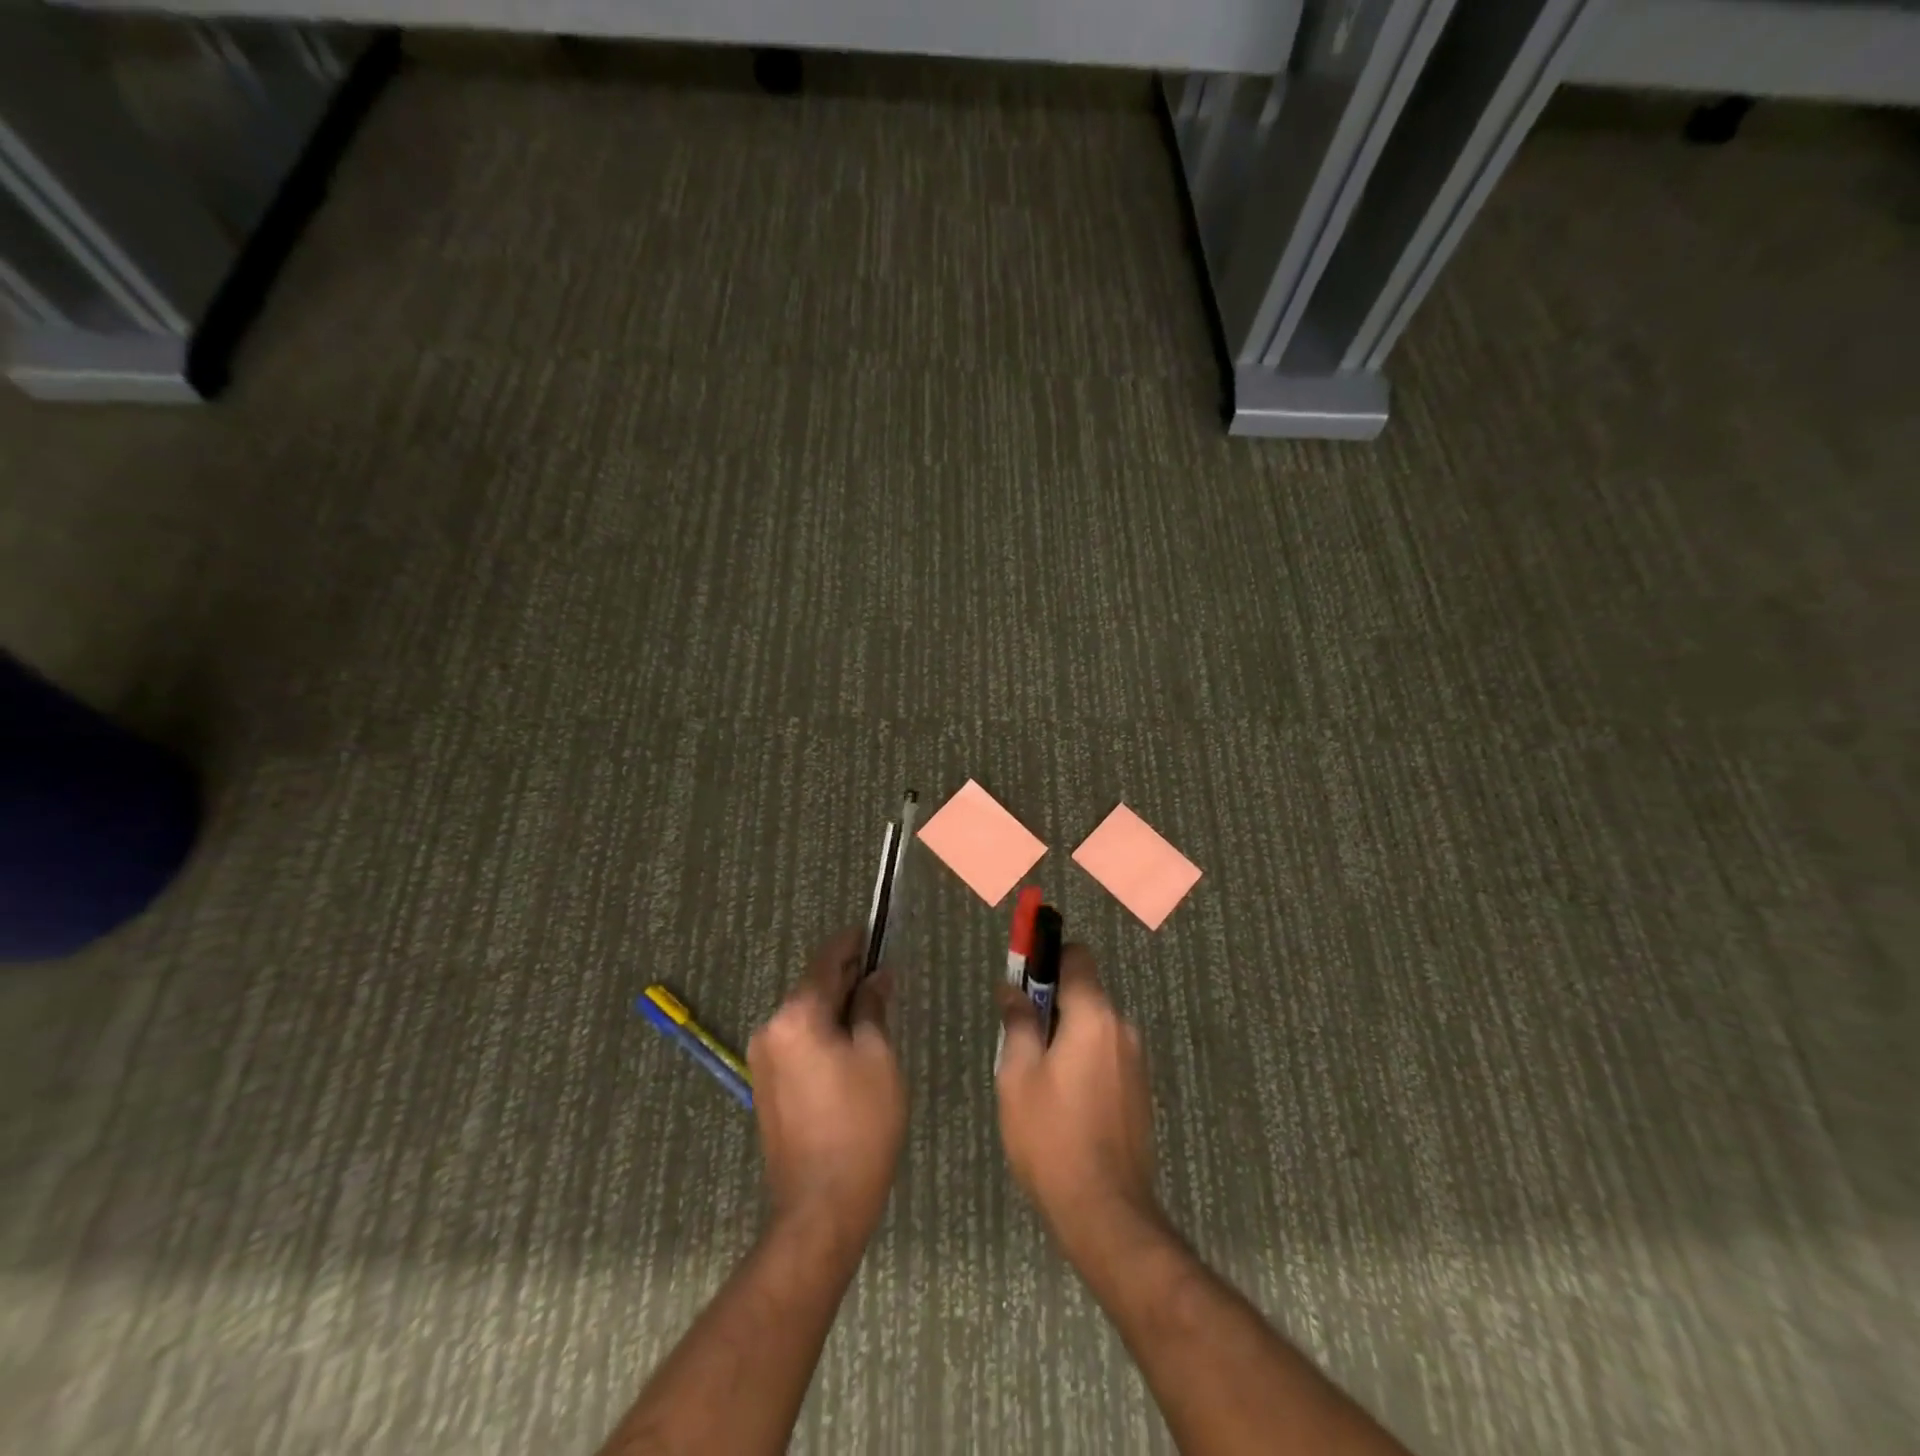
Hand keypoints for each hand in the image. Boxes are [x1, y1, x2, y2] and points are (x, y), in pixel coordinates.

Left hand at [748, 928, 906, 1255]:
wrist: (820, 1206)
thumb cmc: (860, 1125)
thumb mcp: (878, 1057)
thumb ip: (873, 1007)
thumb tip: (877, 977)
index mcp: (796, 1016)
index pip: (826, 961)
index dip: (852, 943)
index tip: (873, 931)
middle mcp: (771, 1028)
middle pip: (813, 987)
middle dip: (847, 977)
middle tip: (883, 974)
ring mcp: (763, 1059)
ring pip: (805, 1015)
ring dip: (836, 1006)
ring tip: (873, 1009)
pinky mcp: (766, 1085)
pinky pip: (797, 1041)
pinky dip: (822, 1032)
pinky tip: (850, 1043)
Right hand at [995, 946, 1162, 1260]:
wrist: (1106, 1212)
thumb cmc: (1051, 1137)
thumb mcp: (1017, 1076)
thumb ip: (1017, 1024)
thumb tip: (1012, 990)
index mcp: (1093, 1016)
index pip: (1077, 957)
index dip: (1048, 957)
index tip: (1023, 978)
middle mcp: (1122, 1028)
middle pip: (1085, 992)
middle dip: (1052, 1003)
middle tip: (1019, 1036)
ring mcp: (1135, 1061)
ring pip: (1094, 1026)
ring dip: (1066, 1034)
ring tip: (1037, 1077)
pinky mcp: (1139, 1090)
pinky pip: (1106, 1054)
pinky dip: (1083, 1058)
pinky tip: (1062, 1101)